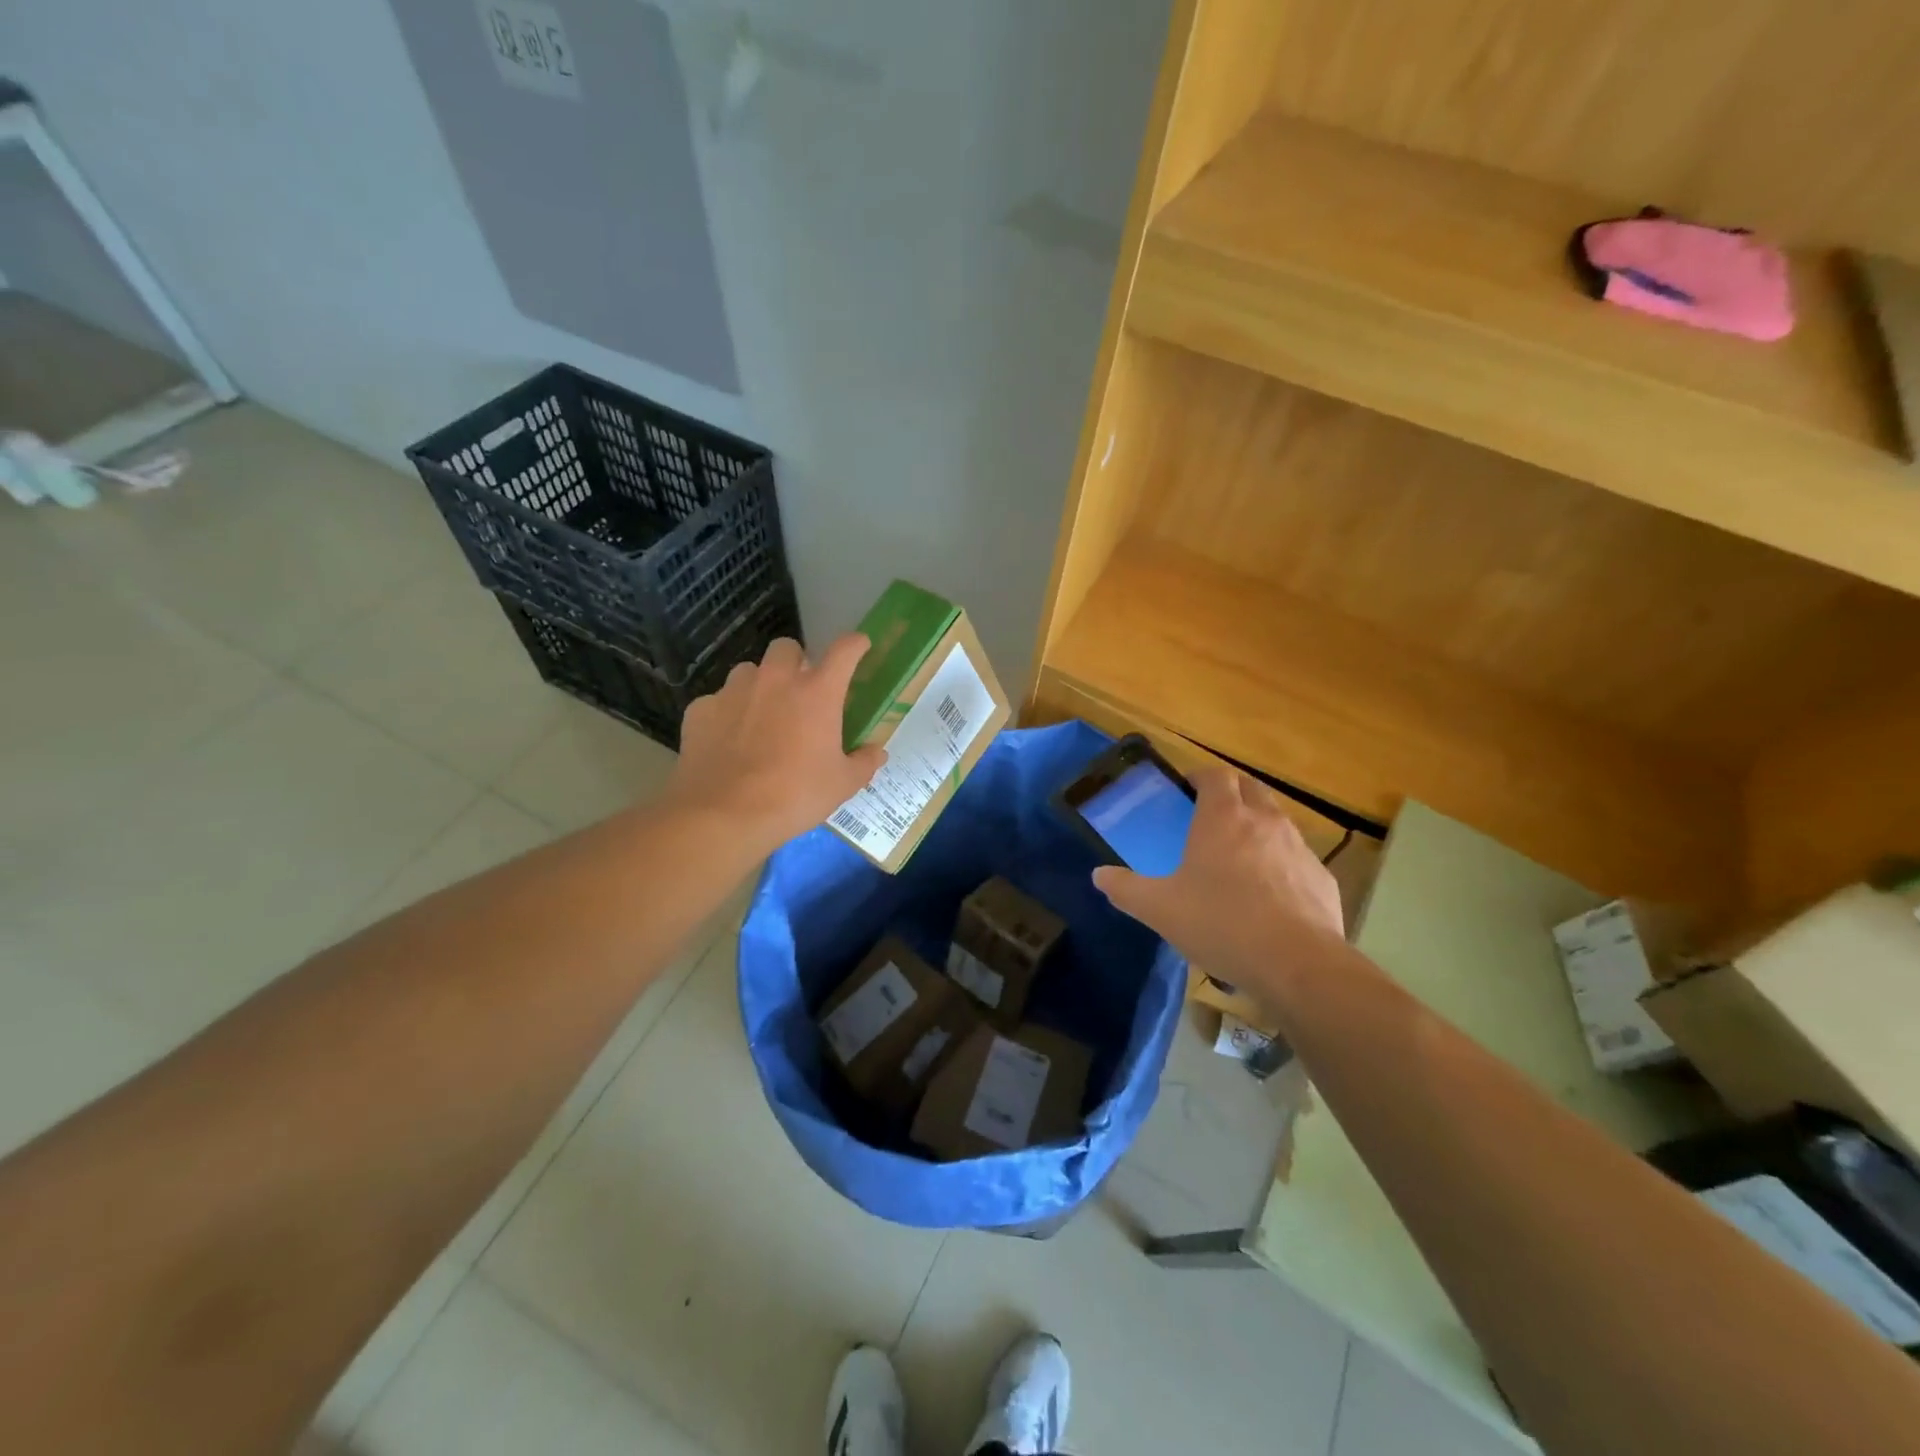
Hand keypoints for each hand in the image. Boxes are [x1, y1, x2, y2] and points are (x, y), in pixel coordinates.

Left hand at [666, 634, 886, 851]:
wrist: (723, 816)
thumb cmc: (794, 796)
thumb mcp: (841, 785)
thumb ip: (863, 763)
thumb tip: (876, 753)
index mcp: (817, 692)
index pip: (844, 651)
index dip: (855, 645)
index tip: (859, 647)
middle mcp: (775, 680)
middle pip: (787, 648)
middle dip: (796, 662)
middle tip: (800, 692)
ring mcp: (733, 691)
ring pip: (749, 671)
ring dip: (760, 685)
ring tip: (761, 716)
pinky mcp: (701, 710)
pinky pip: (718, 701)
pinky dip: (727, 714)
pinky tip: (728, 741)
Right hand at [1092, 766, 1343, 992]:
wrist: (1298, 964)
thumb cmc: (1221, 924)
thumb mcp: (1159, 909)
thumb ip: (1125, 889)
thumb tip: (1099, 875)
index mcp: (1223, 818)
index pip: (1215, 775)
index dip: (1200, 777)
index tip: (1187, 789)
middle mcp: (1264, 821)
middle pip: (1250, 788)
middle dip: (1232, 793)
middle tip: (1211, 815)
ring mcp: (1299, 847)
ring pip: (1277, 821)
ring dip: (1258, 826)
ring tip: (1239, 856)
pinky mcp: (1321, 877)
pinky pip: (1297, 858)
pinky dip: (1281, 863)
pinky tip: (1269, 896)